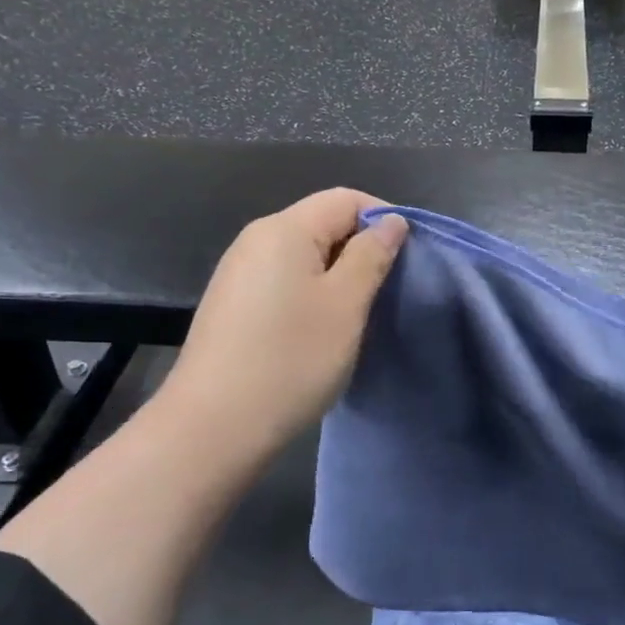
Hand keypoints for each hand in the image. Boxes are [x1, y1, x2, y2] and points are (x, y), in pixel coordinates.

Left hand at [154, 190, 408, 456]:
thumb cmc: (291, 358)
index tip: (409, 257)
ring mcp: (239, 273)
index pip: (345, 199)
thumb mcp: (346, 304)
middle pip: (322, 223)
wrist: (215, 425)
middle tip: (389, 289)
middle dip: (361, 247)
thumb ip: (371, 256)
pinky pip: (284, 280)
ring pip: (304, 255)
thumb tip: (391, 222)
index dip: (383, 218)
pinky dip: (312, 293)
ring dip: (339, 274)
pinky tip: (321, 329)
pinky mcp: (233, 304)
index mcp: (284, 229)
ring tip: (360, 312)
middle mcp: (255, 240)